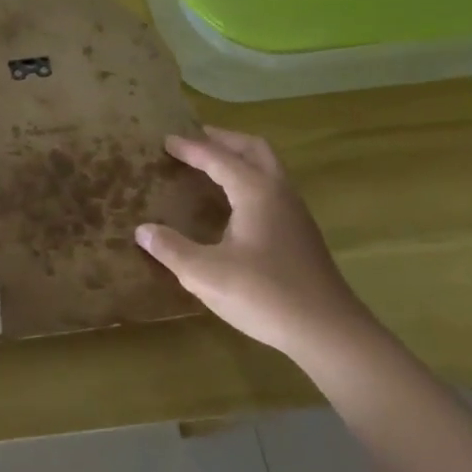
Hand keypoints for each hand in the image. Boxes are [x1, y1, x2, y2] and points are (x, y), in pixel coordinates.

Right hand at [136, 127, 374, 357]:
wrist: (329, 332)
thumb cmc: (264, 295)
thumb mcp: (205, 274)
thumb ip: (171, 249)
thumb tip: (143, 231)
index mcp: (256, 192)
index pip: (219, 158)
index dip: (191, 148)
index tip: (166, 140)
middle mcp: (279, 193)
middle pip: (253, 149)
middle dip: (223, 139)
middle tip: (194, 140)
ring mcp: (295, 213)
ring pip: (267, 168)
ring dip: (239, 158)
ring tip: (209, 166)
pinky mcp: (300, 234)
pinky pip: (270, 188)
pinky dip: (247, 180)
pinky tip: (231, 204)